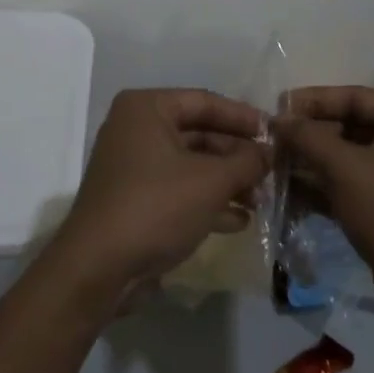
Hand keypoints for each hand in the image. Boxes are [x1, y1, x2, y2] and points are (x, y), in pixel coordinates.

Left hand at [56, 89, 269, 297]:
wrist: (98, 270)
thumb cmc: (156, 207)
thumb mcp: (211, 181)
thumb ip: (246, 162)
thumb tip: (270, 152)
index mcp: (147, 109)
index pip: (205, 101)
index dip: (243, 117)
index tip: (275, 132)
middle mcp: (136, 130)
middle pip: (199, 134)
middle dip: (237, 155)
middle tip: (271, 172)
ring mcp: (133, 167)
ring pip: (191, 165)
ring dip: (227, 182)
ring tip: (261, 200)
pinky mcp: (135, 201)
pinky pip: (179, 191)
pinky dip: (207, 202)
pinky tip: (239, 221)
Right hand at [275, 87, 373, 336]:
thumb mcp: (346, 169)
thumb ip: (308, 138)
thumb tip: (276, 119)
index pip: (354, 96)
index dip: (313, 100)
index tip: (276, 107)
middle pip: (349, 128)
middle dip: (309, 135)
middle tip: (269, 141)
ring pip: (346, 161)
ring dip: (310, 164)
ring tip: (271, 167)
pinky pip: (349, 189)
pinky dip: (321, 190)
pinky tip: (287, 195)